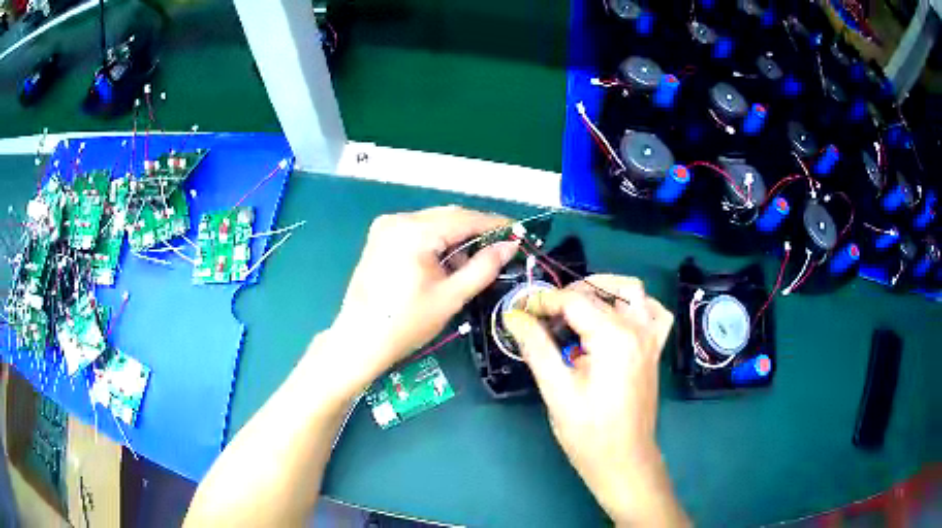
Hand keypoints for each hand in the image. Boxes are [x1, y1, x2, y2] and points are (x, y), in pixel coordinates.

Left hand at [325, 206, 517, 389]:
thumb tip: (509, 246)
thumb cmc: (406, 323)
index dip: (494, 225)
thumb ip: (484, 267)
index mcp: (414, 231)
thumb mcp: (451, 296)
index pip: (464, 218)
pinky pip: (417, 231)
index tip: (517, 233)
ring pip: (433, 223)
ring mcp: (385, 227)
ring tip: (469, 266)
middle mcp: (398, 220)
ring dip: (455, 238)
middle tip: (499, 250)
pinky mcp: (380, 238)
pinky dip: (436, 243)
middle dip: (475, 232)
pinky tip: (444, 265)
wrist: (360, 340)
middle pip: (448, 216)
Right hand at [503, 275, 686, 526]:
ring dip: (603, 290)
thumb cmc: (588, 432)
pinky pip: (654, 313)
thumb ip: (536, 346)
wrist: (623, 460)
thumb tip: (514, 316)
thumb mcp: (556, 389)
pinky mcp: (654, 350)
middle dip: (567, 296)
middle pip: (600, 292)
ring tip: (576, 309)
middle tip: (542, 316)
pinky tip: (617, 317)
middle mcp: (638, 329)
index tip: (520, 311)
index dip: (543, 301)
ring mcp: (651, 338)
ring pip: (632, 292)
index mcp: (614, 337)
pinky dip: (635, 306)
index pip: (574, 300)